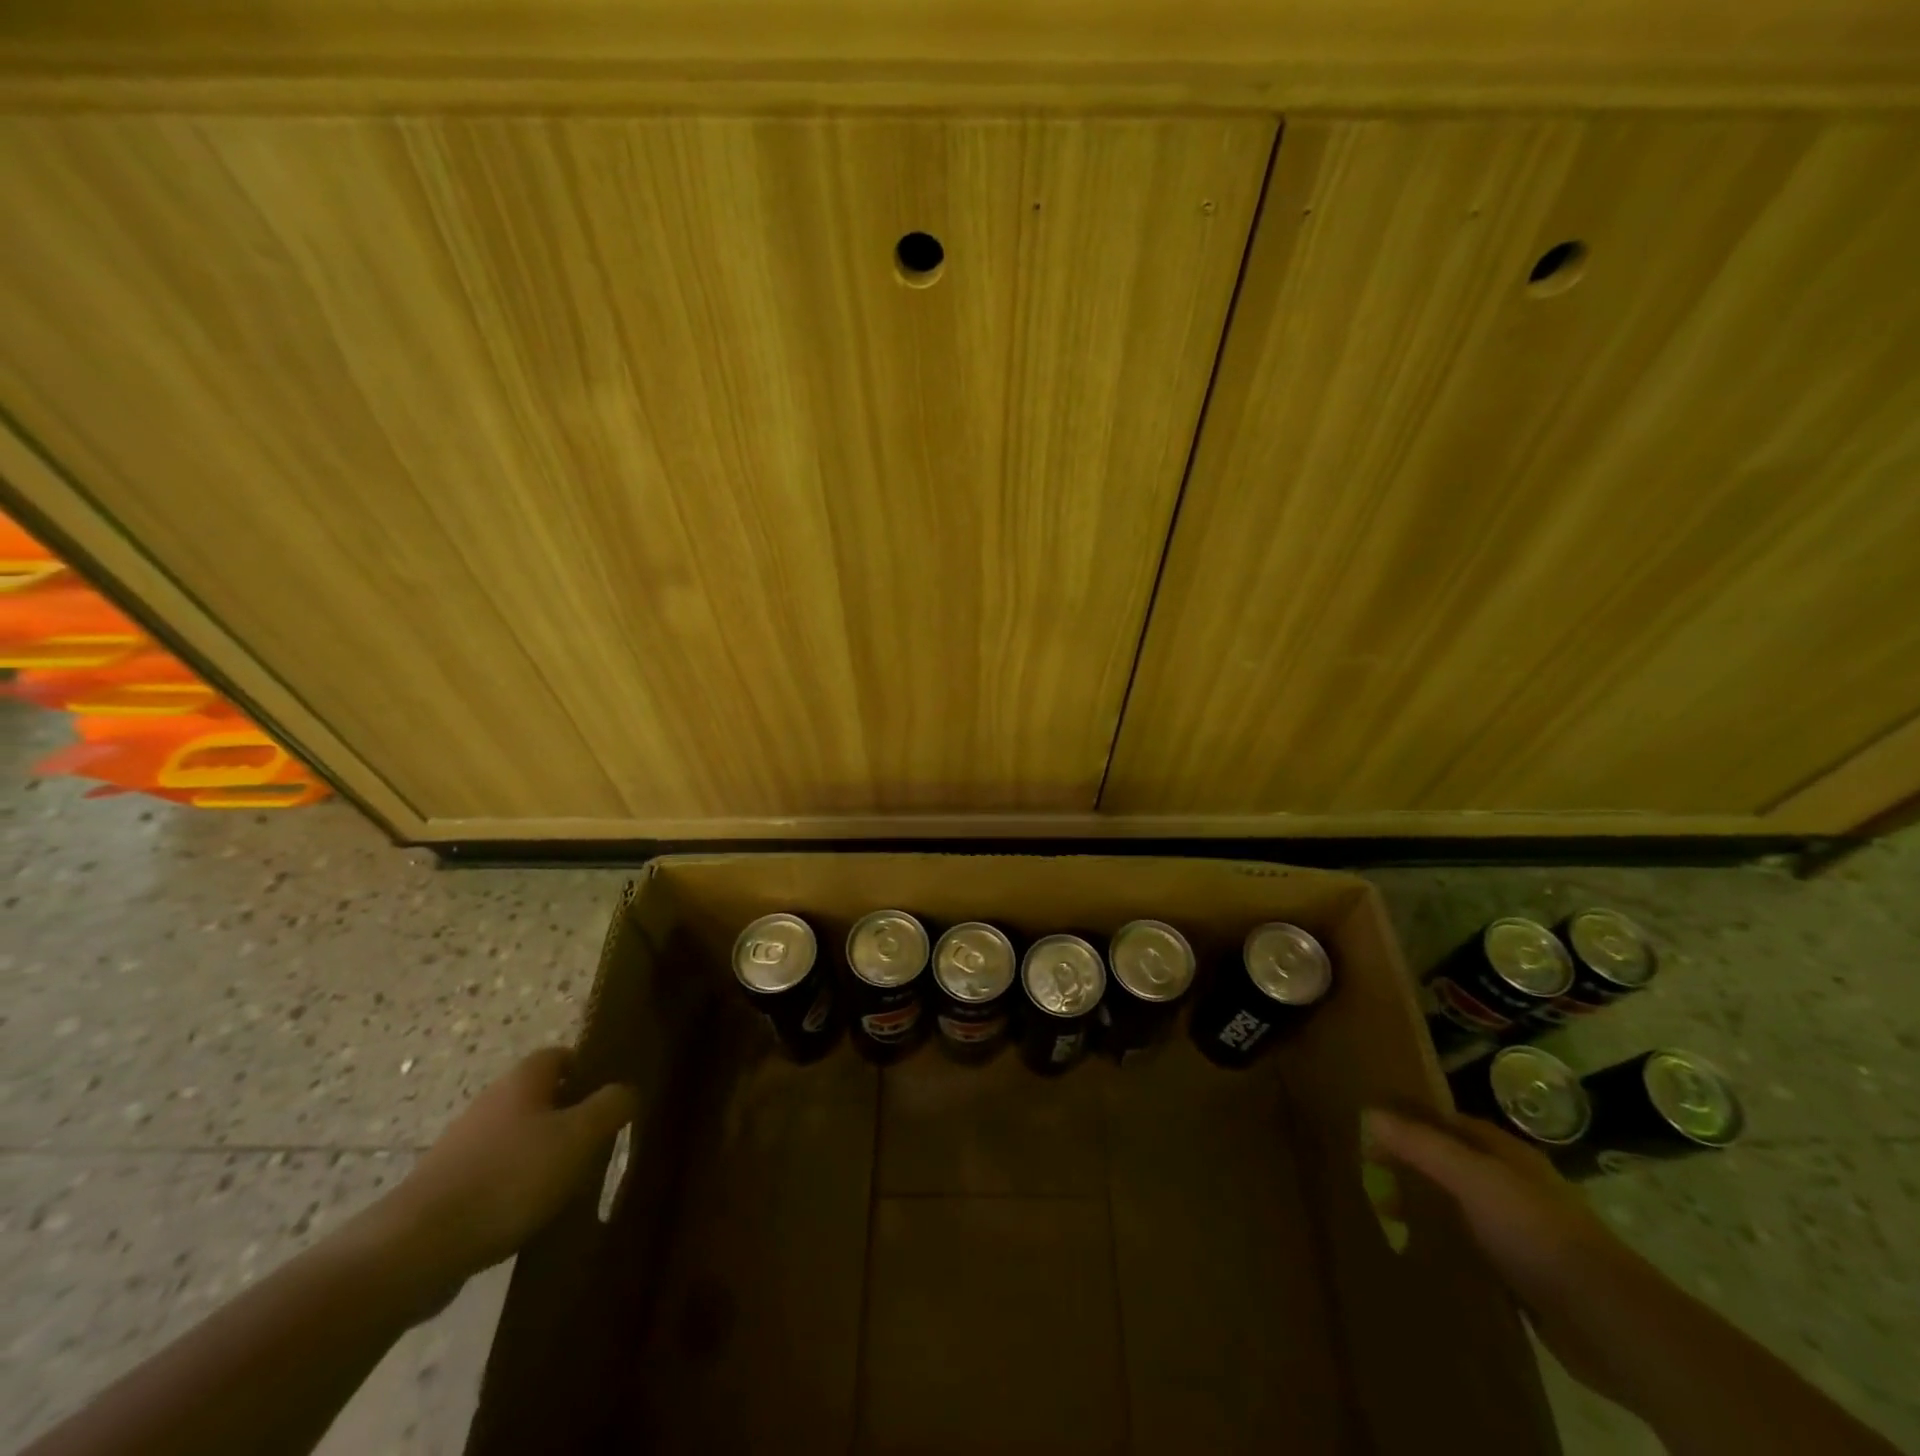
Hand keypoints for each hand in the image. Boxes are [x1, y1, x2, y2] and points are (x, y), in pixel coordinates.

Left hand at [385, 1049, 637, 1285]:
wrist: (416, 1248)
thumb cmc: (509, 1177)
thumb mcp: (579, 1137)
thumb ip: (611, 1106)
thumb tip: (627, 1090)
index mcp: (522, 1081)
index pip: (560, 1055)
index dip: (586, 1068)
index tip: (608, 1095)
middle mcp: (490, 1103)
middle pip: (538, 1096)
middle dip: (567, 1115)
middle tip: (596, 1141)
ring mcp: (462, 1146)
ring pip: (515, 1137)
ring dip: (540, 1153)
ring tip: (567, 1183)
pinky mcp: (444, 1188)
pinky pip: (492, 1175)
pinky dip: (513, 1187)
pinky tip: (528, 1215)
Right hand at [1364, 1107, 1650, 1402]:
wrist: (1608, 1321)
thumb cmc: (1537, 1232)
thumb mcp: (1472, 1178)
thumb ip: (1421, 1145)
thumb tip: (1369, 1112)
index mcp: (1506, 1154)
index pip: (1447, 1122)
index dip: (1408, 1120)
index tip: (1367, 1127)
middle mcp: (1513, 1185)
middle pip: (1450, 1164)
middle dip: (1411, 1165)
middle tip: (1365, 1174)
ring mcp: (1520, 1232)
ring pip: (1459, 1207)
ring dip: (1426, 1208)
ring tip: (1382, 1214)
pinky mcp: (1523, 1276)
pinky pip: (1471, 1249)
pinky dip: (1445, 1246)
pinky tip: (1420, 1255)